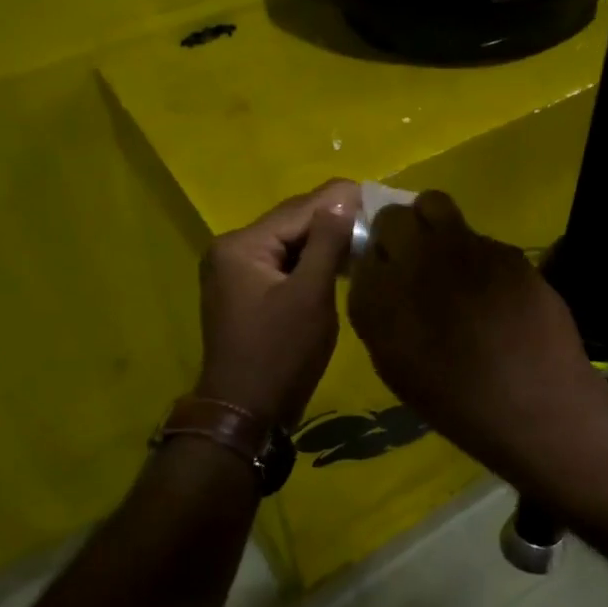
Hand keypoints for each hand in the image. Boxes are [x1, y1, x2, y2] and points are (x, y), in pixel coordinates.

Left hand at [195, 180, 358, 427]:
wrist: (246, 413)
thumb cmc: (280, 354)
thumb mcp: (310, 295)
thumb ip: (326, 243)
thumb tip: (342, 200)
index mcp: (241, 245)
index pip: (297, 210)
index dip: (337, 201)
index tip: (375, 193)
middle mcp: (231, 250)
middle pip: (290, 223)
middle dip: (331, 218)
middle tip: (376, 212)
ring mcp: (235, 273)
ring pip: (288, 244)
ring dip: (323, 240)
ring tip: (365, 233)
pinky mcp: (246, 293)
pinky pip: (283, 264)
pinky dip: (310, 261)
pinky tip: (339, 260)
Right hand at [347, 191, 600, 468]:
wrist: (536, 405)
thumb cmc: (458, 403)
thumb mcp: (396, 367)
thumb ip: (379, 315)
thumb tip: (379, 279)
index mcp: (380, 298)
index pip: (362, 252)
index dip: (375, 262)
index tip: (385, 276)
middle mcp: (415, 261)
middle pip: (392, 218)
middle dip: (397, 233)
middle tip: (412, 260)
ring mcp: (464, 248)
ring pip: (434, 206)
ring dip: (433, 226)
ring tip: (449, 260)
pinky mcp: (505, 249)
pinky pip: (478, 235)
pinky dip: (476, 254)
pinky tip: (493, 288)